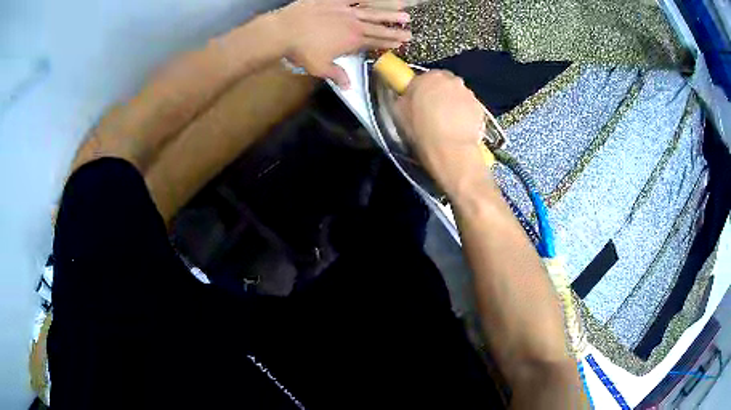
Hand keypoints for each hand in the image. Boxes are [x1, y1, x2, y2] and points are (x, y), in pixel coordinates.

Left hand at [275, 0, 410, 88]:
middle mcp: (354, 25)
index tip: (401, 43)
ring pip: (372, 11)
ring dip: (389, 13)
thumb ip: (337, 75)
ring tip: (404, 12)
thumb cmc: (302, 51)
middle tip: (410, 31)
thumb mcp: (320, 67)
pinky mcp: (334, 1)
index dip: (389, 42)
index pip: (376, 42)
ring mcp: (345, 10)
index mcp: (352, 41)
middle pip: (379, 28)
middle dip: (395, 30)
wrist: (286, 31)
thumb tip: (349, 87)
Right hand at [395, 70, 488, 195]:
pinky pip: (470, 108)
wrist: (450, 150)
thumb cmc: (421, 130)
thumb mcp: (400, 113)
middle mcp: (450, 80)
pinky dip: (466, 115)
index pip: (424, 78)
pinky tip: (459, 129)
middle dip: (440, 95)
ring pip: (458, 95)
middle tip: (434, 113)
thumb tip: (406, 96)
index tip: (420, 102)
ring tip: (448, 124)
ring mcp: (467, 93)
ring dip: (454, 105)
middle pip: (444, 84)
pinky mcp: (480, 107)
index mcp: (427, 77)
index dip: (423, 90)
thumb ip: (404, 98)